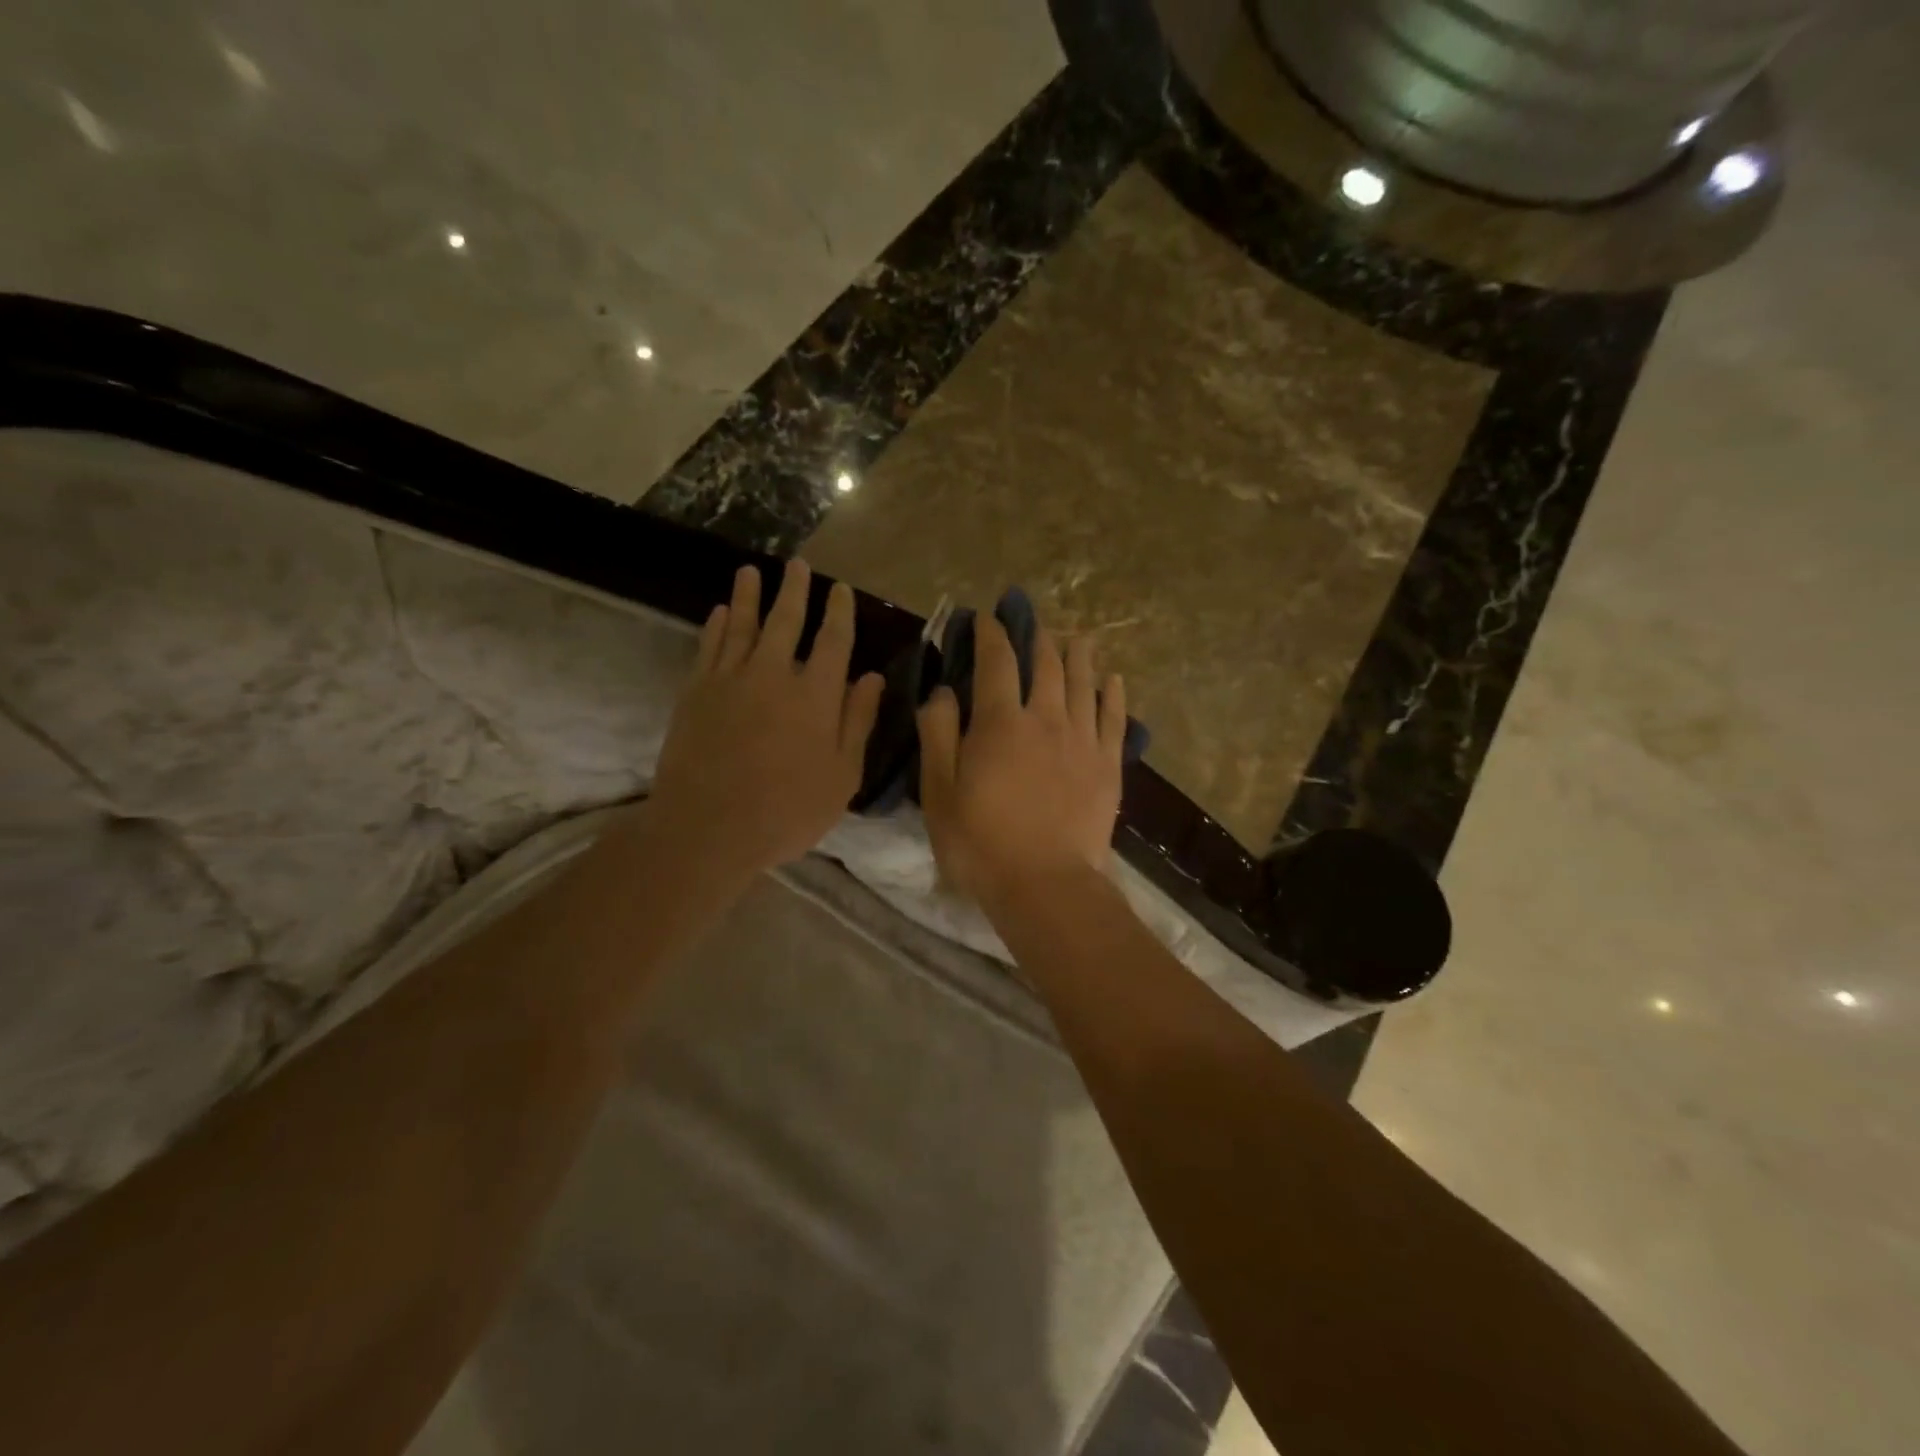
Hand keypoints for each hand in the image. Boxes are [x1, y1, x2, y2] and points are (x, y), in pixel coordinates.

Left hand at [650, 561, 883, 879]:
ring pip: (743, 625)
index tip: (841, 589)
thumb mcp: (841, 775)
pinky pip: (709, 647)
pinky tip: (721, 612)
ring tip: (752, 571)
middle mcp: (774, 674)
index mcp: (816, 695)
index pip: (833, 641)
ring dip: (750, 595)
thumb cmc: (787, 810)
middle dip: (795, 590)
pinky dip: (717, 626)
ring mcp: (730, 679)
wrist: (708, 828)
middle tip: (798, 564)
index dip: (839, 612)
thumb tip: (873, 677)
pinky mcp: (696, 692)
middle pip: (786, 620)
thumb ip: (858, 722)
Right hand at [916, 614, 1126, 902]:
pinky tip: (1114, 679)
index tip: (986, 618)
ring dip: (1078, 655)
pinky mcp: (1107, 765)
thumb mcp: (939, 791)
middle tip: (1032, 622)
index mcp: (1000, 722)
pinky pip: (1115, 718)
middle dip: (1037, 637)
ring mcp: (1082, 740)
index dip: (991, 634)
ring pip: (1083, 683)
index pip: (997, 662)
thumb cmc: (980, 842)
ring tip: (1077, 637)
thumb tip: (943, 691)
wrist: (1045, 884)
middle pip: (1046, 664)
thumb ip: (938, 734)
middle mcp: (1045, 718)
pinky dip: (1113, 694)